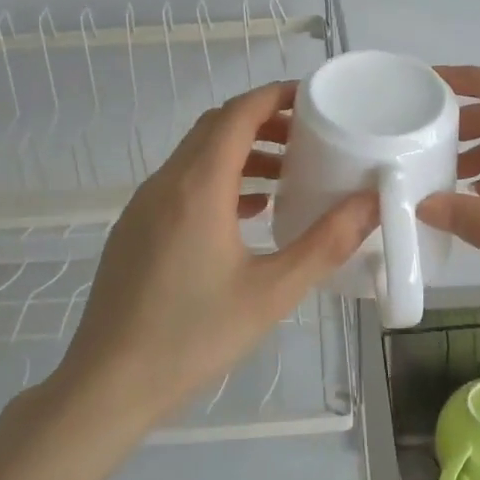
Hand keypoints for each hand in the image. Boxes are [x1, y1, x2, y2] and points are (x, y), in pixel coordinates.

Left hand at [52, 81, 376, 428]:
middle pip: (216, 127)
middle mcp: (166, 183)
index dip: (275, 95)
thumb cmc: (194, 336)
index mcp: (198, 187)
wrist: (109, 383)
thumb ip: (325, 244)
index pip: (238, 114)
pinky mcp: (135, 230)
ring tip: (286, 174)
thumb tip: (371, 203)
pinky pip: (181, 184)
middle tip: (309, 135)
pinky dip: (218, 180)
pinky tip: (249, 213)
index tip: (313, 98)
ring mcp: (144, 206)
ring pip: (196, 156)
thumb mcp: (272, 293)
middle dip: (263, 121)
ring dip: (241, 152)